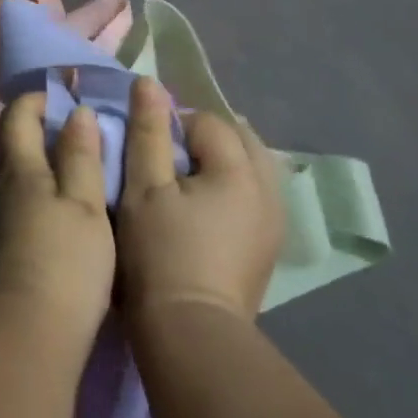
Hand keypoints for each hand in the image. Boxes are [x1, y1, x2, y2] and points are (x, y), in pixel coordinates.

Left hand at [0, 94, 116, 347]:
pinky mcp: (3, 244)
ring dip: (40, 159)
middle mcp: (0, 184)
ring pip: (14, 171)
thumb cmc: (65, 260)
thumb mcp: (86, 204)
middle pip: (11, 140)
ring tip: (78, 168)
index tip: (68, 98)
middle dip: (38, 126)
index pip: (17, 114)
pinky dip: (39, 188)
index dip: (39, 99)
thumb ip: (81, 156)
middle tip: (77, 130)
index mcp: (20, 167)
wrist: (29, 332)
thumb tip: (77, 112)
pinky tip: (64, 207)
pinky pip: (18, 198)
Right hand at [117, 77, 284, 326]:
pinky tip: (204, 207)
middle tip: (166, 159)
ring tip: (184, 180)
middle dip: (203, 137)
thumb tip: (149, 82)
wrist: (190, 334)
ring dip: (220, 160)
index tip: (147, 152)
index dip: (172, 127)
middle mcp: (268, 190)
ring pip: (251, 165)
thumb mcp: (143, 186)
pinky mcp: (269, 245)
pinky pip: (255, 193)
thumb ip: (147, 131)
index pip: (206, 121)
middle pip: (239, 138)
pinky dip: (233, 186)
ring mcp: (274, 221)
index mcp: (239, 171)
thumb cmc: (160, 253)